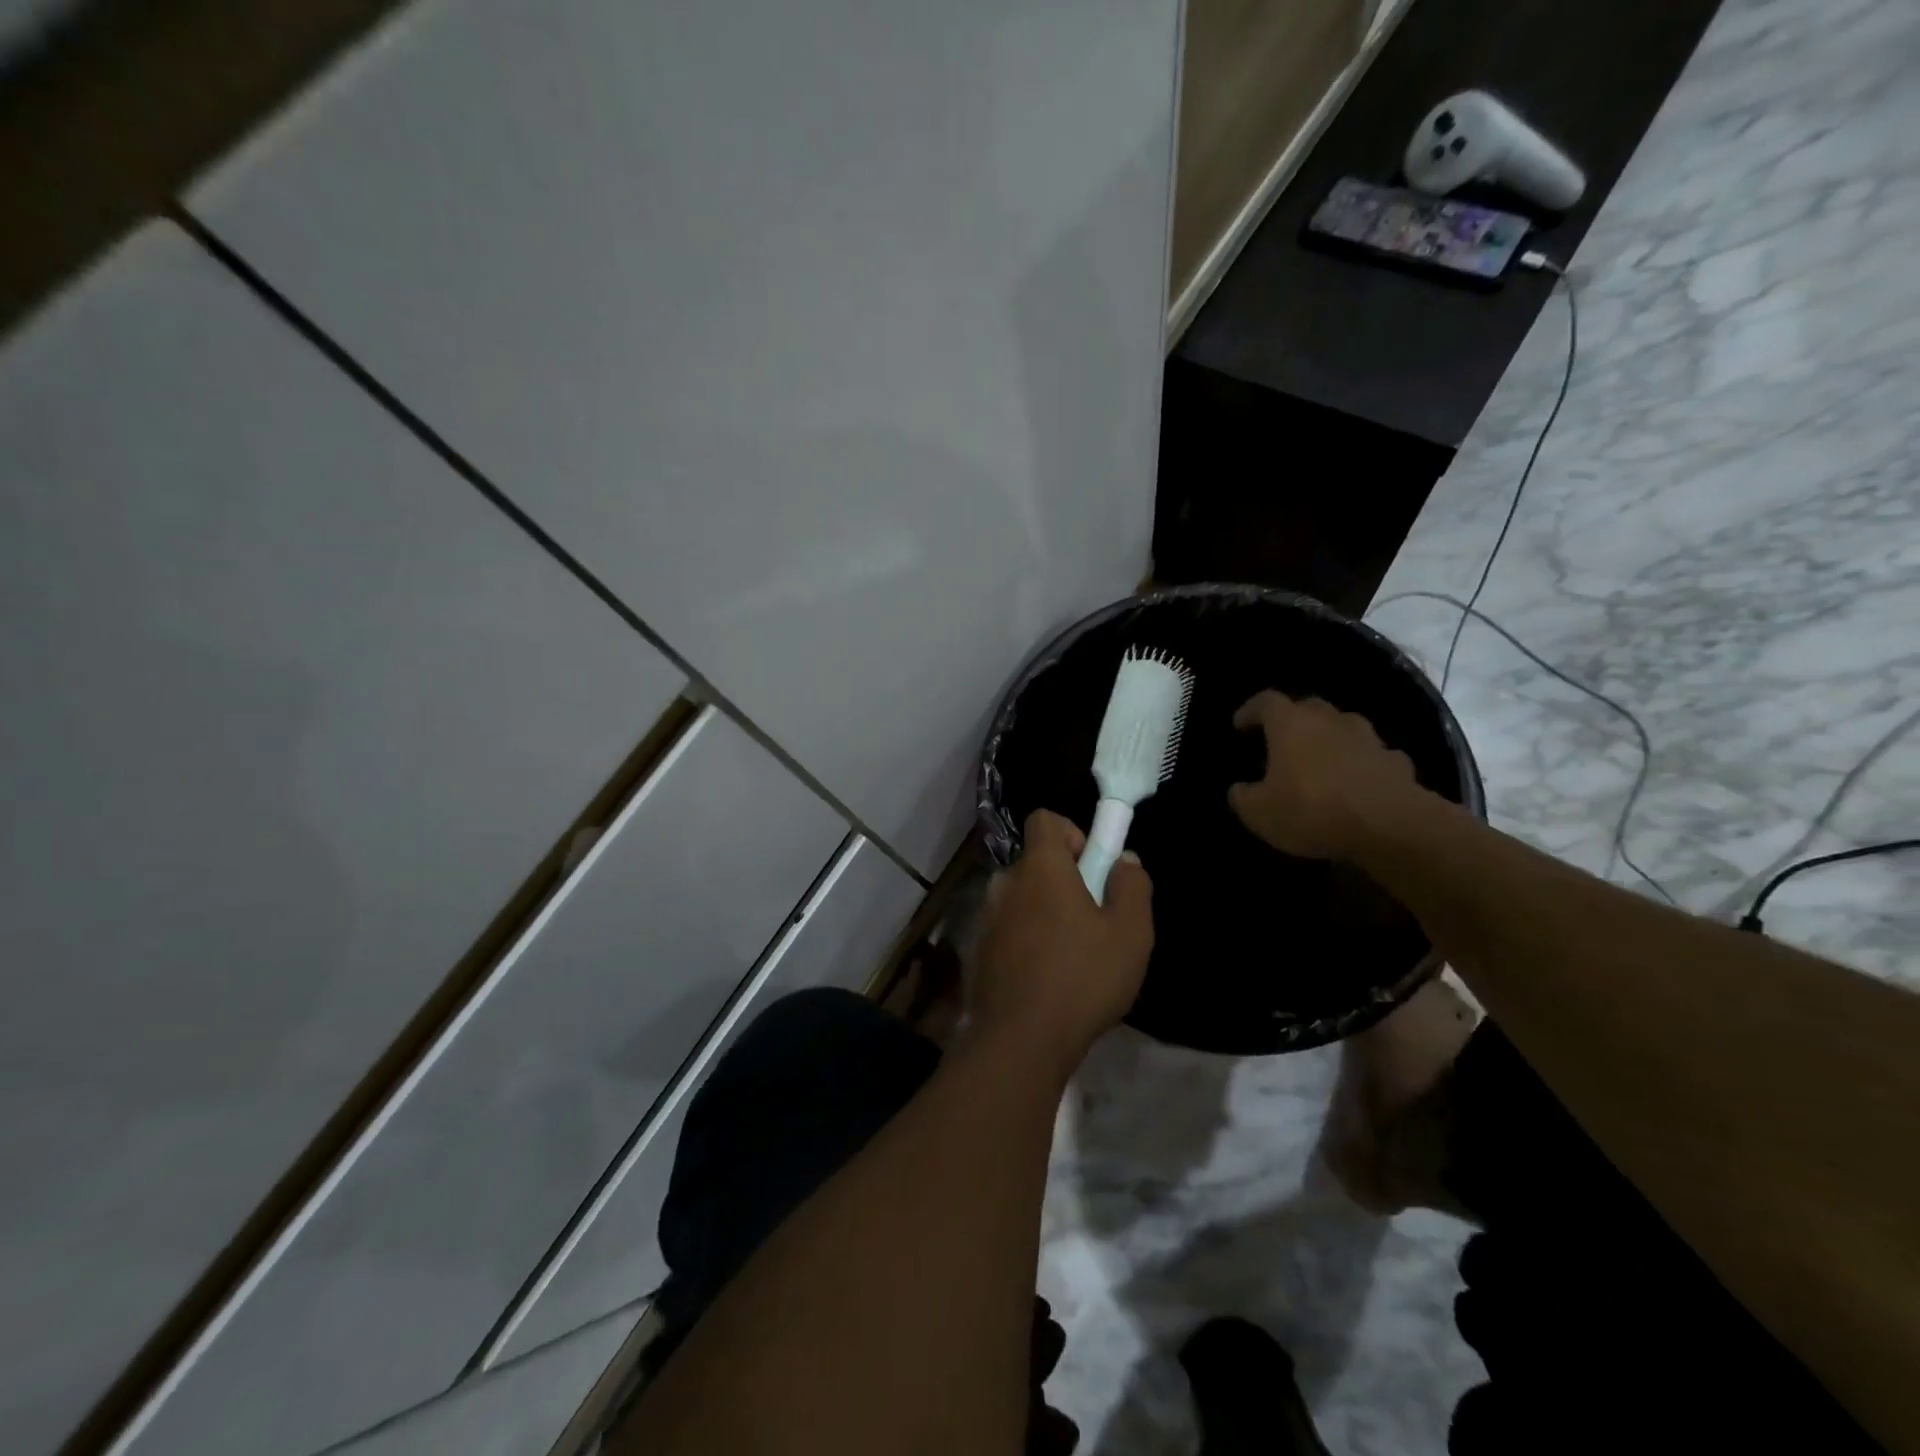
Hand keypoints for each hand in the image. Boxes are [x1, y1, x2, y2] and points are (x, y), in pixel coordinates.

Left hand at [971, 810, 1153, 1070]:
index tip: (1093, 867)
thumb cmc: (1082, 978)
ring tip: (1074, 954)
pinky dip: (1029, 939)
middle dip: (1065, 879)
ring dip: (1046, 911)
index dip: (1073, 833)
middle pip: (1036, 862)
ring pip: (1023, 898)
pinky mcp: (980, 950)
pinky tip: (1049, 977)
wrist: (1021, 1040)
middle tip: (1093, 919)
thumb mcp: (1130, 933)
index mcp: (1039, 868)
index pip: (1044, 819)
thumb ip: (1132, 886)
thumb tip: (1124, 859)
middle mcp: (1006, 883)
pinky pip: (1010, 928)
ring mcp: (988, 918)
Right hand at [1228, 692, 1423, 858]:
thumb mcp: (1259, 813)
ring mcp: (1369, 739)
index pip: (1266, 702)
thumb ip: (1243, 797)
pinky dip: (1363, 762)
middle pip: (1309, 707)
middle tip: (1282, 738)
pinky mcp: (1397, 762)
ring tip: (1322, 758)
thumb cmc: (1312, 811)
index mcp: (1291, 725)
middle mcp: (1330, 721)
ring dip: (1332, 737)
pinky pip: (1374, 755)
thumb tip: (1240, 789)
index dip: (1251, 710)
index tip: (1240, 724)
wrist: (1390, 827)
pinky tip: (1359, 781)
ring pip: (1345, 726)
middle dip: (1293, 719)